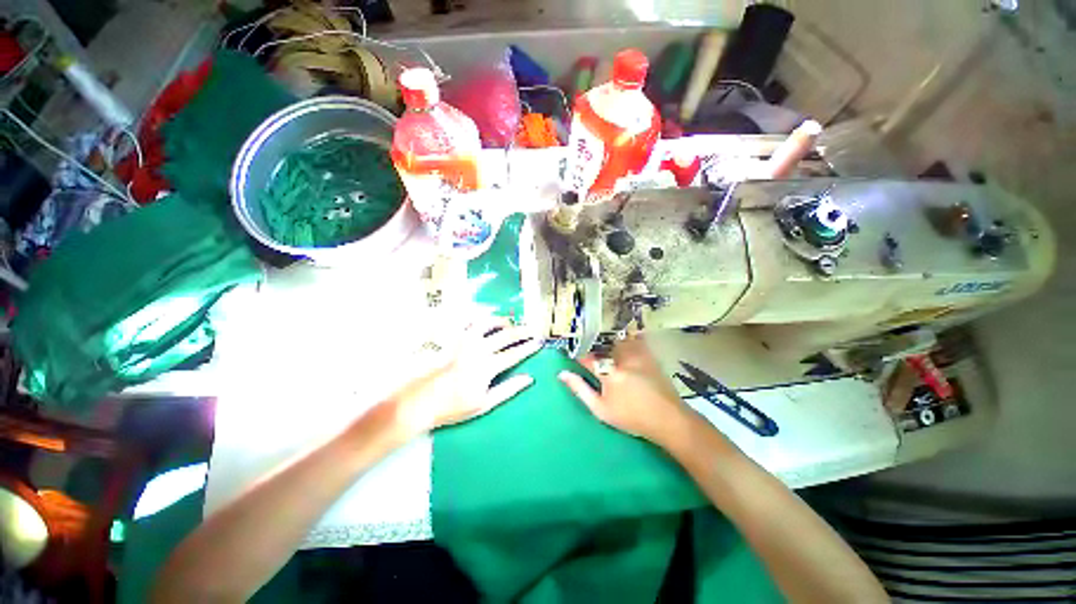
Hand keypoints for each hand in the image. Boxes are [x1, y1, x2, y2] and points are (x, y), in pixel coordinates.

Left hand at [391, 317, 541, 437]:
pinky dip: (478, 318)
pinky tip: (484, 319)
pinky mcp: (452, 340)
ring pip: (488, 324)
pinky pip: (467, 323)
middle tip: (532, 329)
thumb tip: (529, 379)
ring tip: (510, 322)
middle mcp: (479, 349)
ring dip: (502, 321)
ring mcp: (464, 342)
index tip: (539, 342)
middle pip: (506, 335)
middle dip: (522, 331)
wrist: (421, 401)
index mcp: (488, 366)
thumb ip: (509, 389)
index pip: (514, 353)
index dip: (528, 347)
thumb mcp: (485, 404)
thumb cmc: (454, 407)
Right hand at [558, 336, 693, 447]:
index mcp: (608, 373)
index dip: (580, 357)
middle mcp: (622, 360)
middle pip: (603, 347)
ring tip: (609, 351)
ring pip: (618, 341)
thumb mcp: (601, 409)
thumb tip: (562, 374)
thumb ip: (580, 389)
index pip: (588, 358)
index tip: (577, 359)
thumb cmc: (631, 417)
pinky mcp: (649, 355)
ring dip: (611, 344)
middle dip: (596, 350)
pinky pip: (636, 340)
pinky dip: (630, 340)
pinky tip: (628, 343)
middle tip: (594, 357)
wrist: (666, 419)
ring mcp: (637, 356)